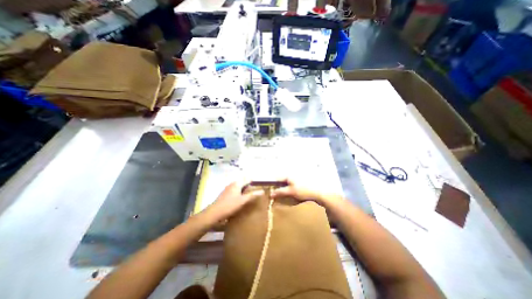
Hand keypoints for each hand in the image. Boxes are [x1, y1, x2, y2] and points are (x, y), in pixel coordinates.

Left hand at [208, 181, 264, 220]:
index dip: (253, 180)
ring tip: (250, 192)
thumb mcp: (243, 200)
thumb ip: (252, 195)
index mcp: (237, 183)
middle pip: (242, 181)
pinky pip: (235, 190)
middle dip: (249, 184)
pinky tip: (241, 197)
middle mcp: (232, 184)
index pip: (247, 179)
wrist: (214, 213)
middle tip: (255, 188)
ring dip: (244, 188)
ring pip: (238, 186)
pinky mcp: (225, 194)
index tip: (259, 183)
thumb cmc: (229, 205)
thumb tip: (262, 191)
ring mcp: (228, 189)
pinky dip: (240, 191)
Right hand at [272, 179, 342, 208]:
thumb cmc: (303, 190)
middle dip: (277, 188)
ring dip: (283, 190)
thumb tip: (271, 193)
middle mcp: (292, 175)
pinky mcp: (300, 184)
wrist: (319, 193)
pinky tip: (289, 196)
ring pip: (286, 184)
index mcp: (289, 175)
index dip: (272, 184)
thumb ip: (280, 192)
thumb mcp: (291, 191)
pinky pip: (291, 187)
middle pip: (281, 181)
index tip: (269, 191)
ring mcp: (296, 179)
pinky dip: (289, 191)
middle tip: (274, 196)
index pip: (277, 178)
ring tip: (281, 197)